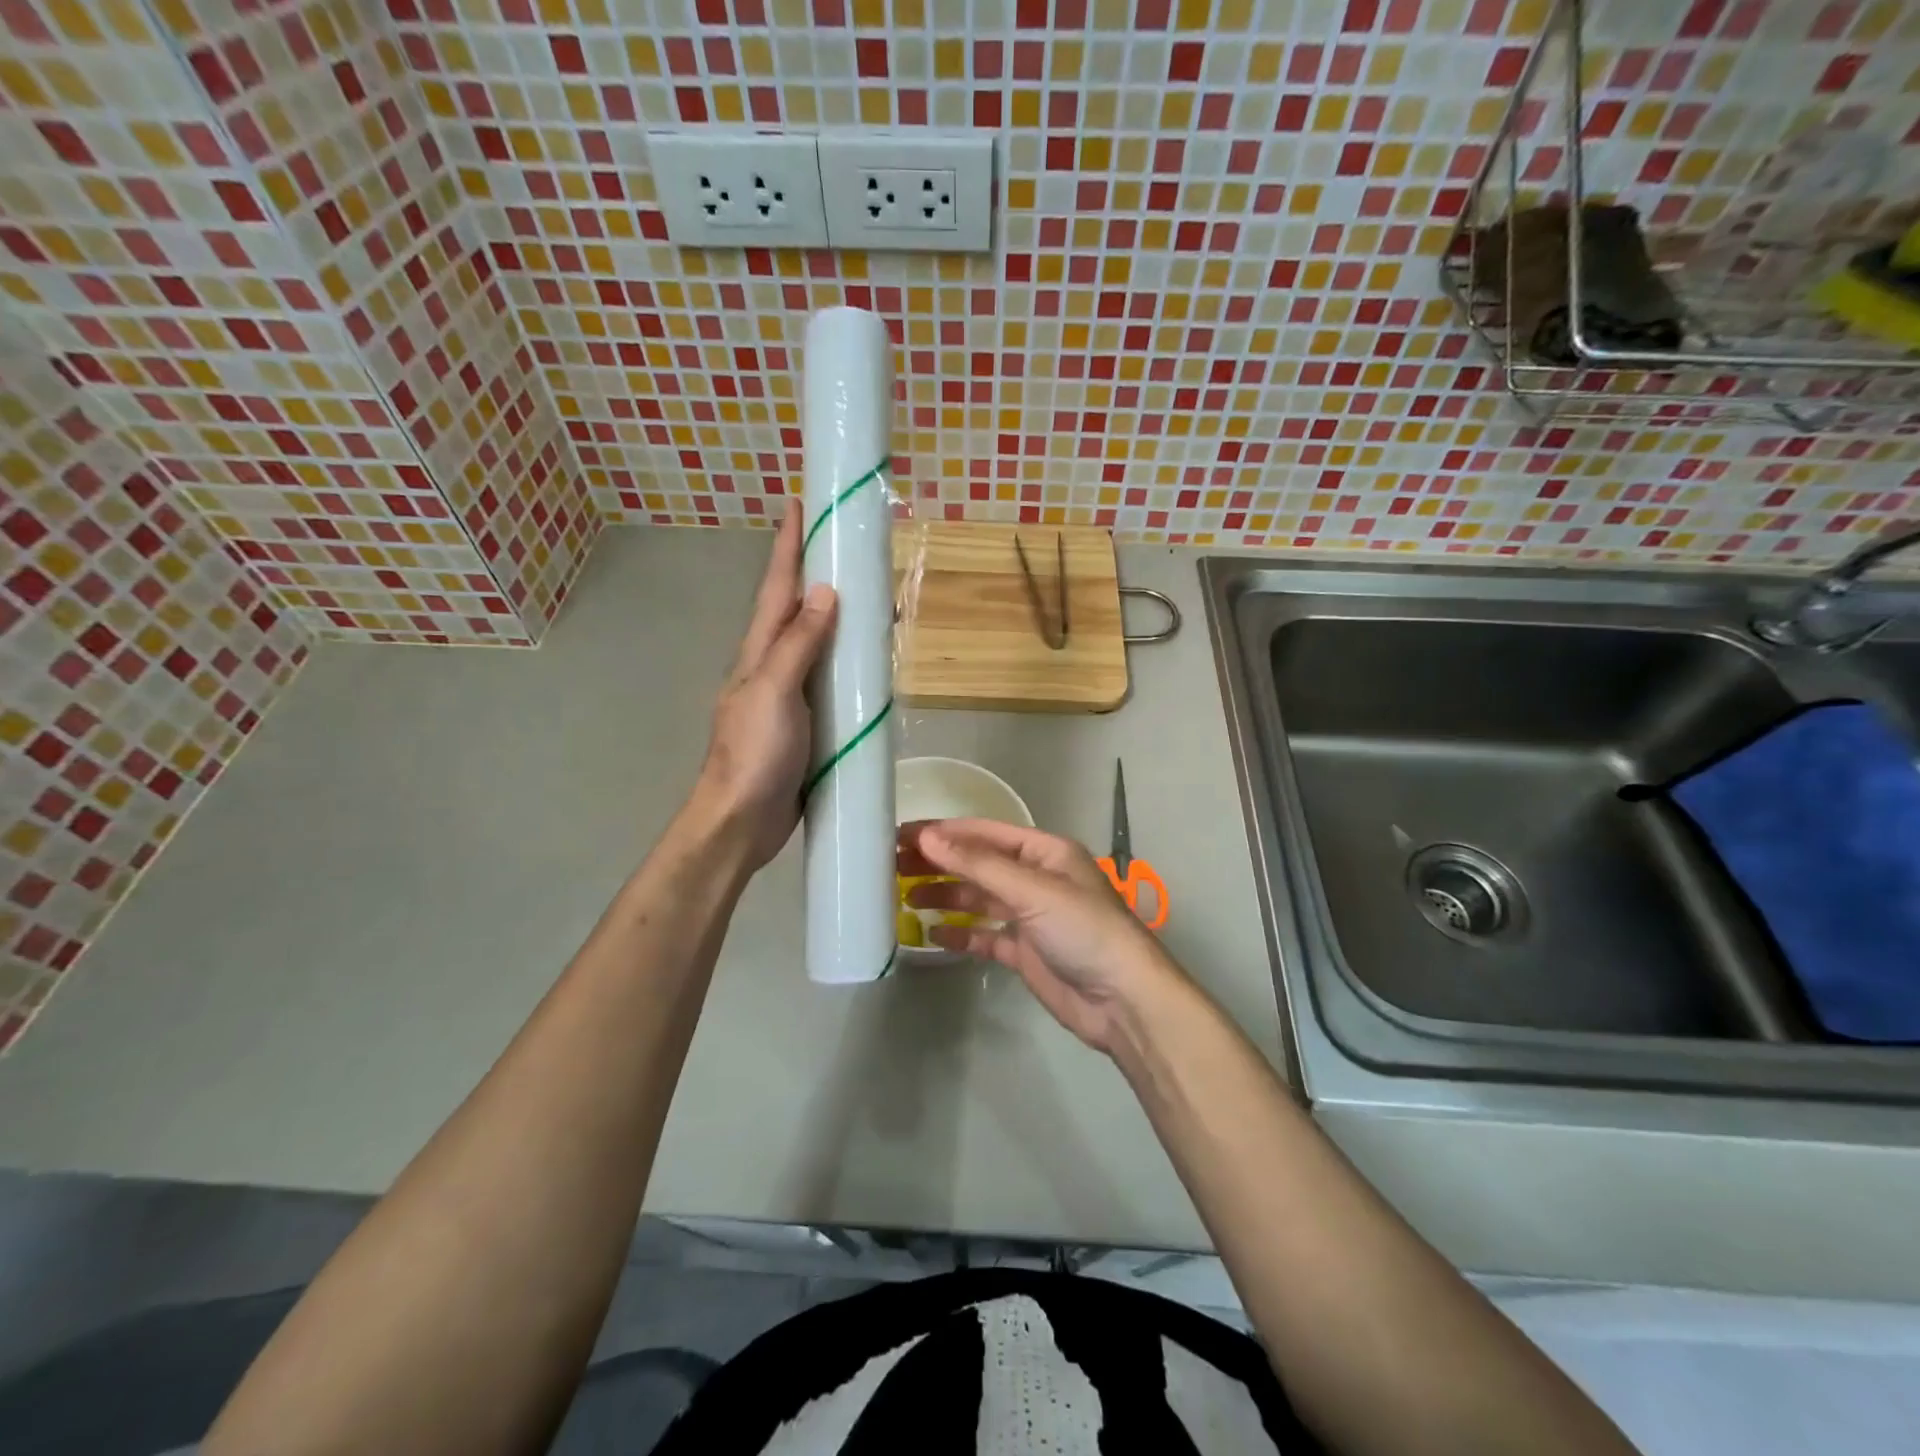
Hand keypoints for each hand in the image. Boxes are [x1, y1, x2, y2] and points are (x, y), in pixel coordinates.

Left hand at [693, 505, 836, 868]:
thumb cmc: (754, 753)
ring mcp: (789, 696)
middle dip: (816, 573)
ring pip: (817, 645)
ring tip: (870, 597)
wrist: (742, 820)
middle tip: (848, 545)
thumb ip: (798, 644)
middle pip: (797, 610)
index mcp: (759, 652)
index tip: (798, 503)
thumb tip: (824, 592)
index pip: (776, 588)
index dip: (788, 546)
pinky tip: (869, 664)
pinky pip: (830, 681)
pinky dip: (848, 662)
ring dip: (838, 616)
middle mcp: (773, 666)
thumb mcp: (774, 691)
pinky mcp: (807, 724)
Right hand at [898, 818, 1186, 1054]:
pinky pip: (984, 936)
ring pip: (977, 899)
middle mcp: (1035, 878)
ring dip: (944, 897)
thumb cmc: (1083, 930)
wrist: (1123, 1000)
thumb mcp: (1032, 890)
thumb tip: (928, 837)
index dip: (943, 832)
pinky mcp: (1024, 951)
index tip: (901, 836)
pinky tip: (932, 935)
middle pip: (978, 864)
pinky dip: (960, 935)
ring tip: (904, 897)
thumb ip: (978, 864)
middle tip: (892, 866)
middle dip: (939, 863)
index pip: (984, 833)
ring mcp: (1029, 916)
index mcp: (1044, 852)